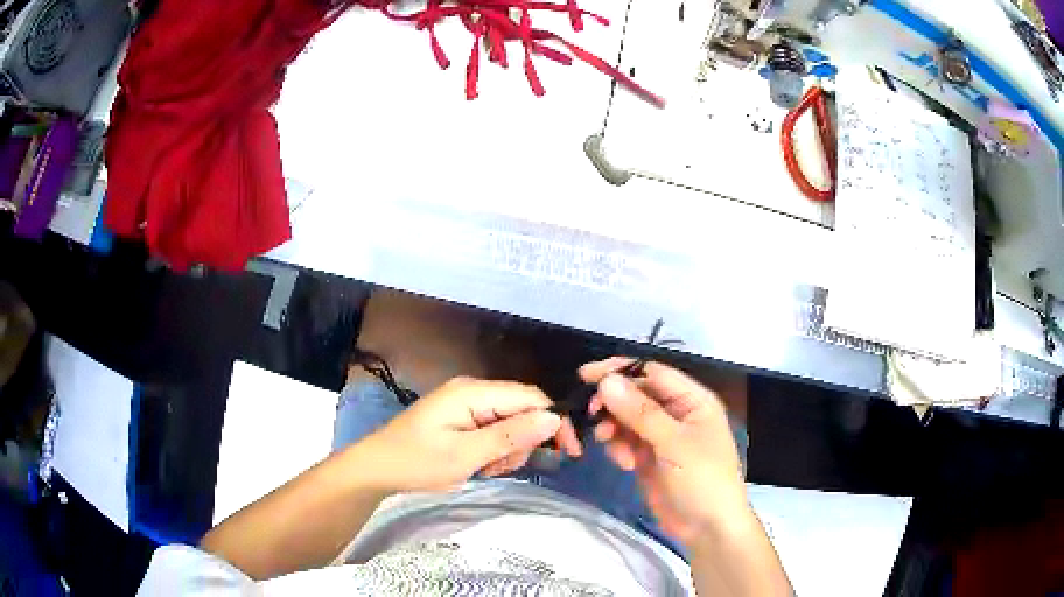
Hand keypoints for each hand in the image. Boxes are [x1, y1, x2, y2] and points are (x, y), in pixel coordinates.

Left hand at [355, 377, 563, 492]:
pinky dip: (495, 450)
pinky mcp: (462, 418)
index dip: (554, 422)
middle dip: (524, 441)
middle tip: (503, 467)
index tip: (569, 452)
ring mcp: (466, 404)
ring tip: (487, 469)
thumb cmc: (417, 462)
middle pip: (522, 410)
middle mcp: (473, 391)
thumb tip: (553, 419)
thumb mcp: (465, 455)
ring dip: (509, 449)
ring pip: (510, 423)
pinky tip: (481, 465)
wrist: (377, 468)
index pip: (531, 398)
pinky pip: (494, 430)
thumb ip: (510, 436)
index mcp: (473, 392)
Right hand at [581, 358, 747, 545]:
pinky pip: (625, 441)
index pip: (652, 372)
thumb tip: (607, 382)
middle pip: (636, 394)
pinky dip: (618, 448)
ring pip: (626, 418)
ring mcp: (661, 436)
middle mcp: (676, 412)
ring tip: (609, 444)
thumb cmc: (702, 480)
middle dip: (613, 403)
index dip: (620, 370)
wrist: (707, 528)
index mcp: (692, 400)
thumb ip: (640, 412)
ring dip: (614, 428)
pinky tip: (625, 464)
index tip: (587, 376)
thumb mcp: (674, 444)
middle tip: (593, 415)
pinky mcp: (648, 457)